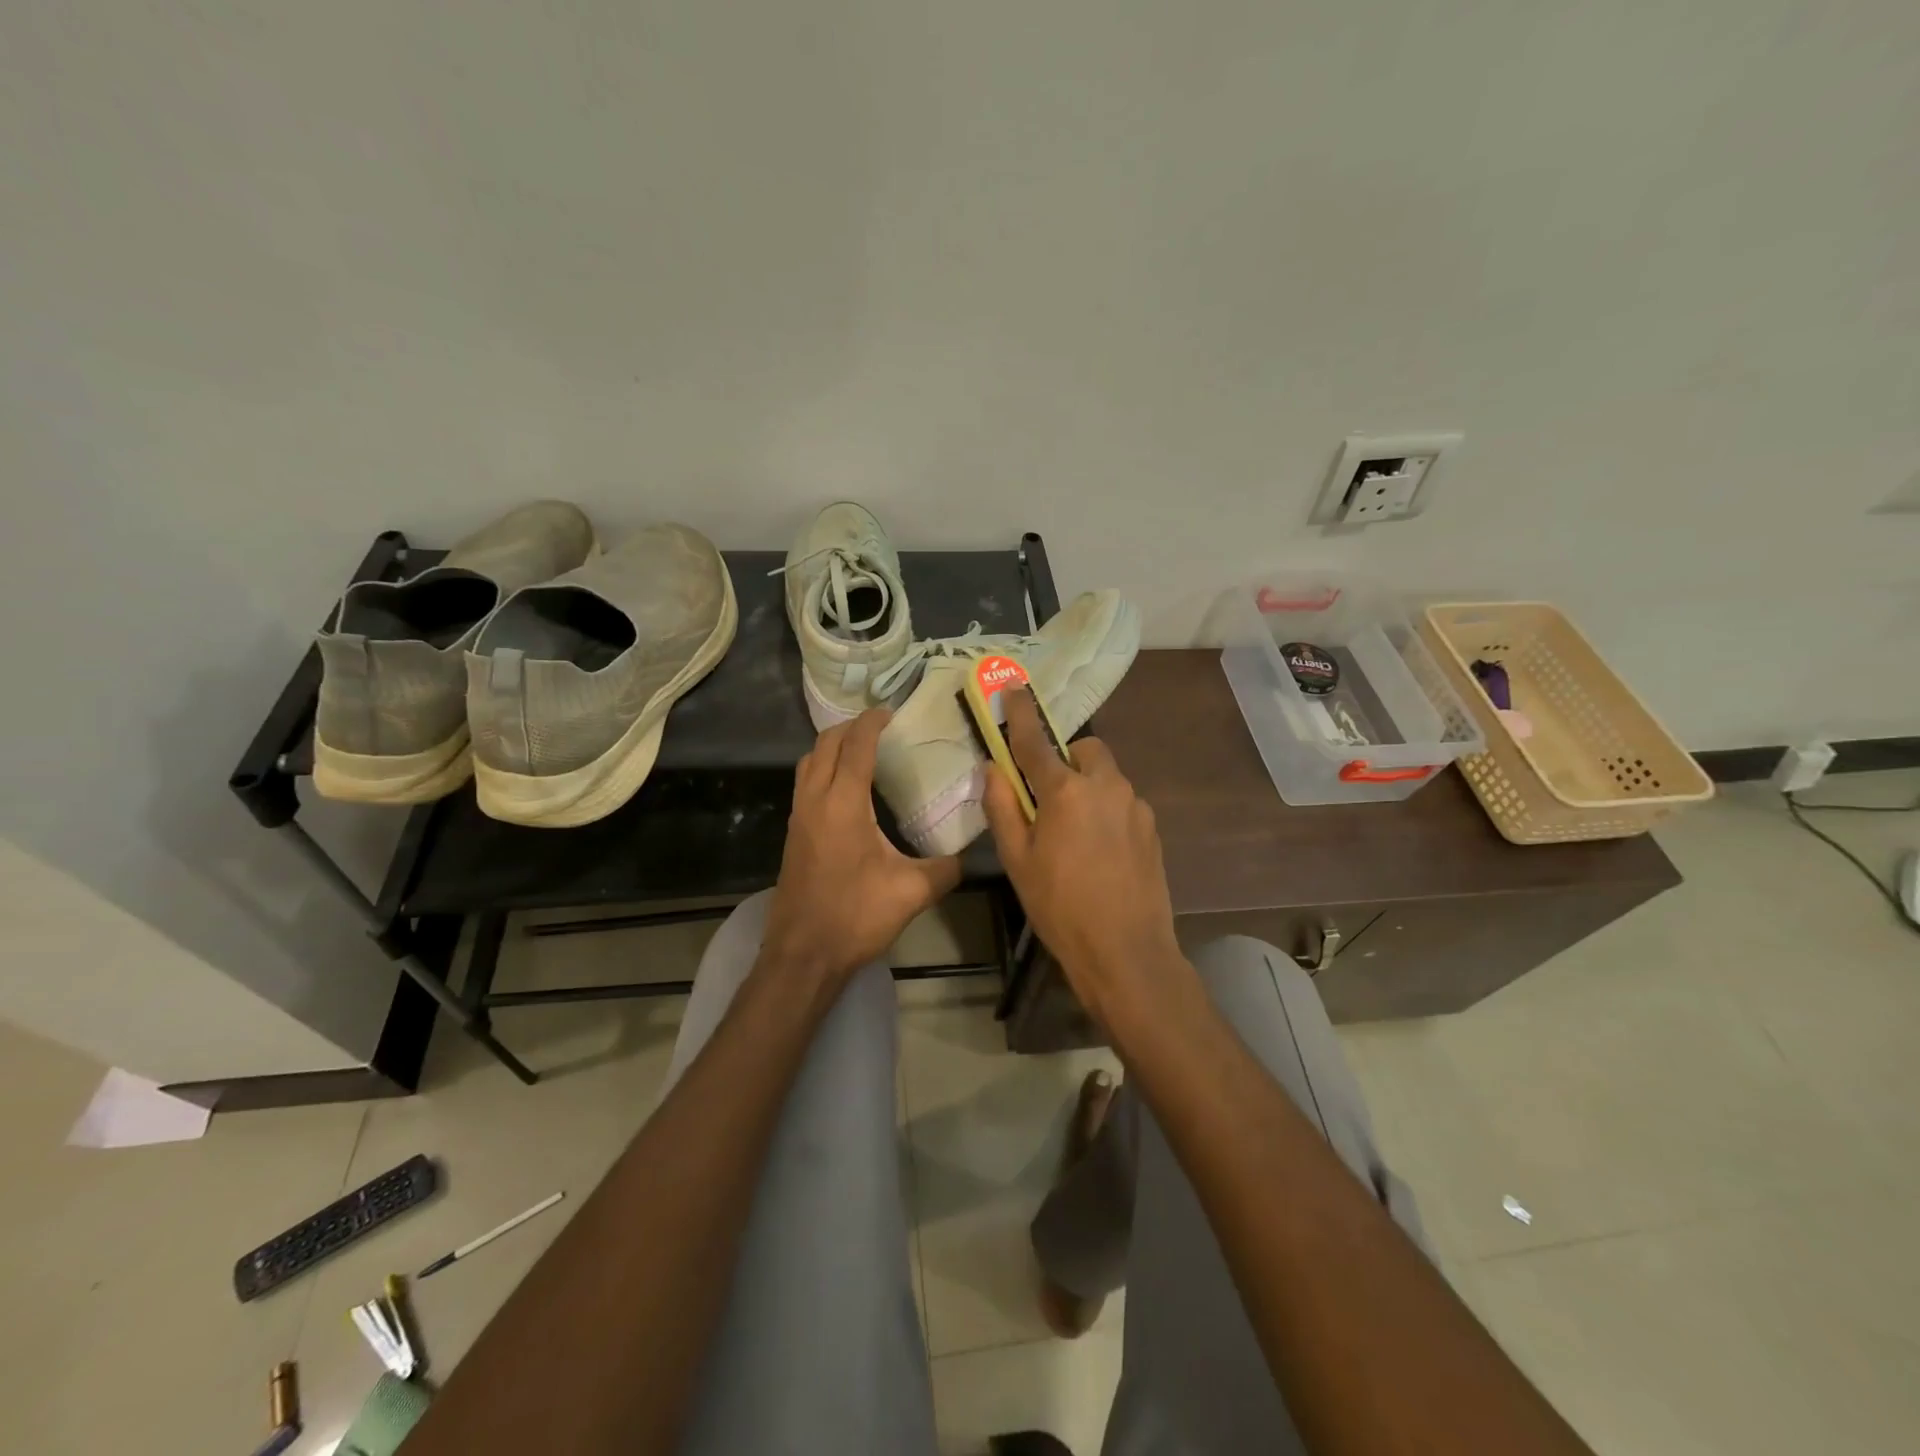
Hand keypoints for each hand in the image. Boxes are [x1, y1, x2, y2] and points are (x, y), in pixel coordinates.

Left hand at [764, 709, 962, 985]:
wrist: (802, 954)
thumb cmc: (855, 916)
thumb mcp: (912, 892)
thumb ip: (945, 869)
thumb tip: (968, 856)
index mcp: (843, 803)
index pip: (856, 745)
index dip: (872, 723)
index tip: (891, 712)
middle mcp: (815, 799)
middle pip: (825, 743)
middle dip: (850, 727)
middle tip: (880, 726)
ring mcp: (798, 816)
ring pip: (808, 761)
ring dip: (832, 746)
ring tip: (862, 750)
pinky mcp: (793, 833)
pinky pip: (804, 782)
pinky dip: (823, 768)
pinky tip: (846, 789)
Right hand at [982, 689, 1183, 1025]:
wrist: (1126, 952)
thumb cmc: (1060, 907)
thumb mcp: (1017, 860)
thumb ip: (1001, 808)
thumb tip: (993, 769)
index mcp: (1066, 791)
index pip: (1036, 741)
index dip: (1022, 712)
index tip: (1013, 687)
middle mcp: (1106, 786)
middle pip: (1084, 751)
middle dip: (1065, 759)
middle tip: (1047, 796)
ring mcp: (1135, 806)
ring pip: (1107, 776)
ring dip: (1086, 786)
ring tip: (1072, 833)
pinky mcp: (1152, 828)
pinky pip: (1122, 802)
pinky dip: (1105, 810)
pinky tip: (1099, 852)